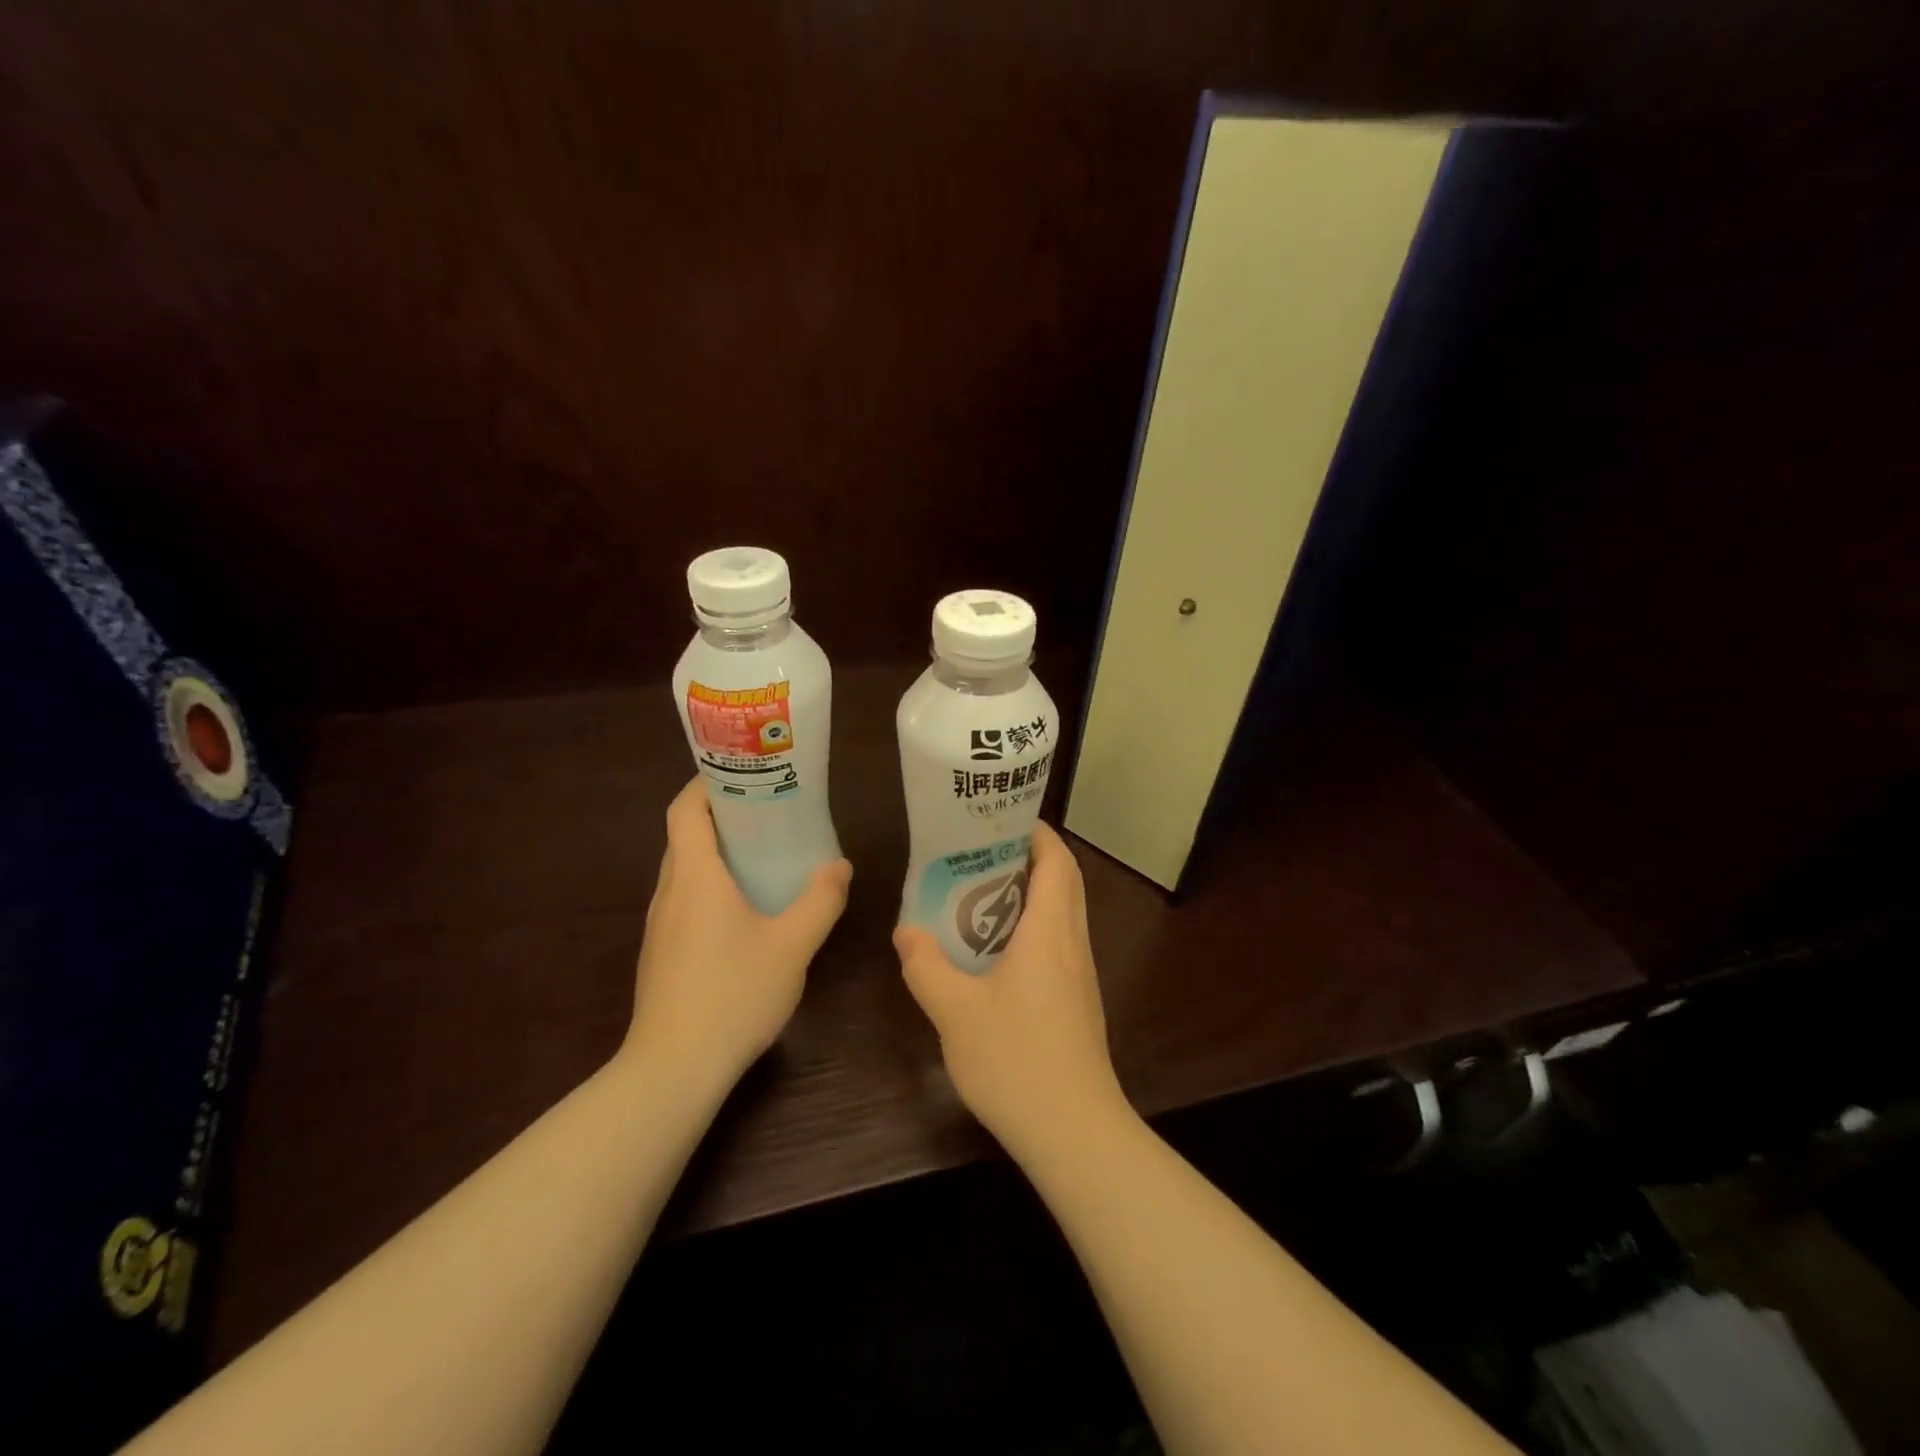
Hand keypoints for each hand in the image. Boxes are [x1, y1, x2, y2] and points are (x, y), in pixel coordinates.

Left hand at [625, 778, 851, 1086]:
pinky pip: (685, 901)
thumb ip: (820, 901)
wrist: (674, 1069)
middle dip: (722, 817)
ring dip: (717, 854)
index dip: (706, 783)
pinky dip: (712, 887)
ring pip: (685, 871)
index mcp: (695, 877)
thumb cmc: (734, 994)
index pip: (685, 810)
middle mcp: (669, 893)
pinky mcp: (662, 954)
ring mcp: (661, 926)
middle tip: (769, 811)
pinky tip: (746, 911)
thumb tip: (840, 867)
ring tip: (764, 855)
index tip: (742, 774)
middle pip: (685, 837)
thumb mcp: (792, 945)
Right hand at [894, 821, 1130, 1166]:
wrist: (1074, 1132)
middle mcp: (1073, 943)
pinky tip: (997, 951)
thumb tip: (906, 933)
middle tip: (983, 851)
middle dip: (1032, 857)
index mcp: (1050, 931)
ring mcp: (1081, 974)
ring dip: (1033, 893)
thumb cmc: (1016, 1060)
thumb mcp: (955, 1012)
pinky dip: (1035, 926)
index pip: (1057, 861)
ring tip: (982, 893)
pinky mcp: (1079, 1001)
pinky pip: (1060, 943)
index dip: (1036, 833)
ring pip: (1065, 913)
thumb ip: (926, 967)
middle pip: (1065, 881)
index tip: (1002, 819)